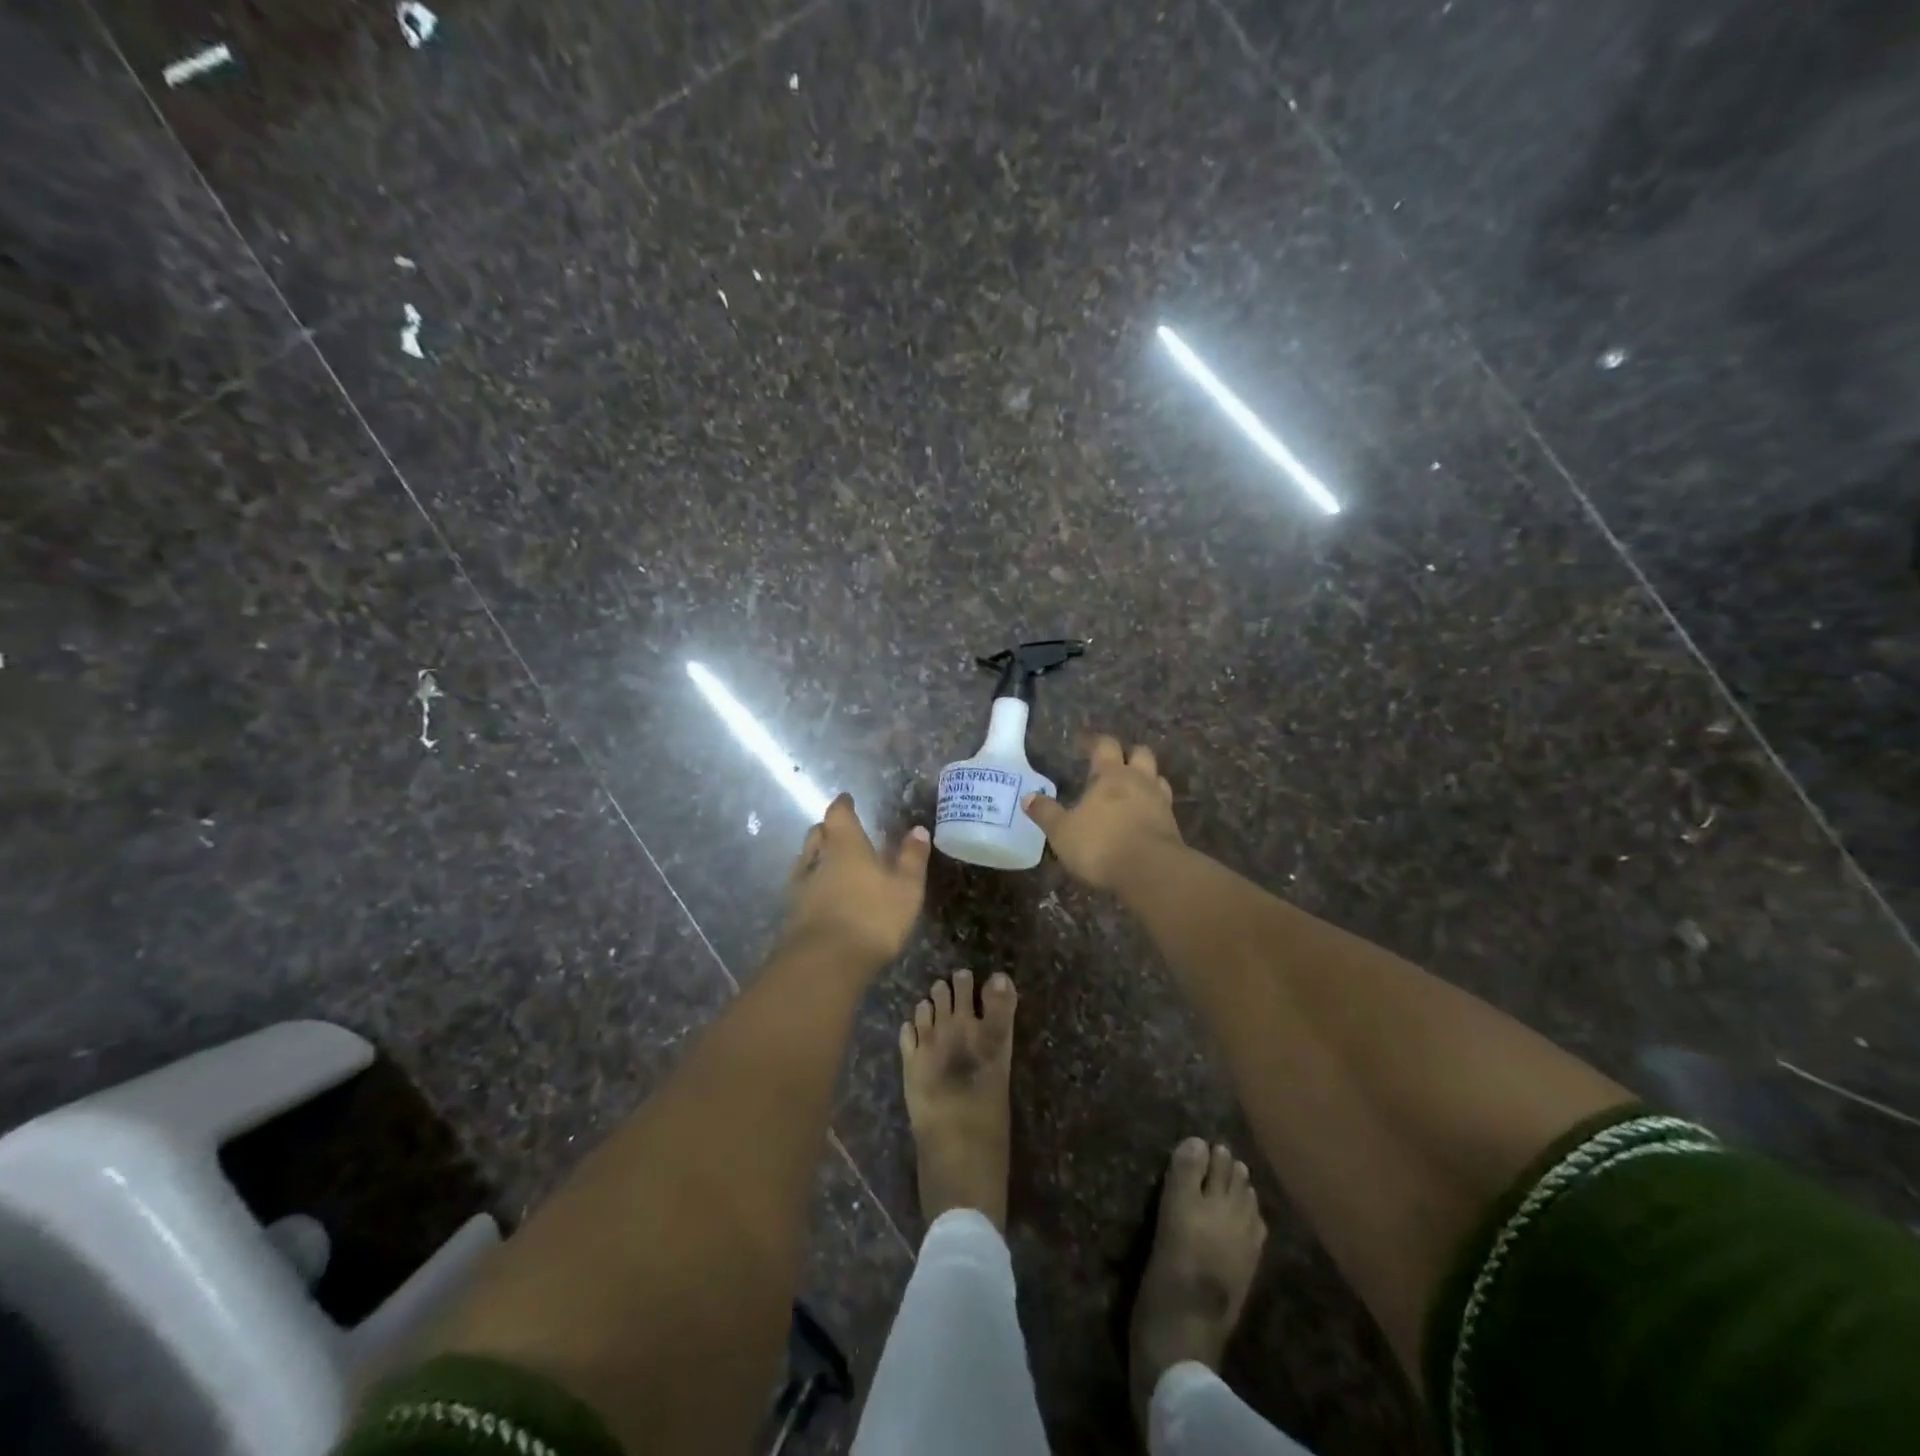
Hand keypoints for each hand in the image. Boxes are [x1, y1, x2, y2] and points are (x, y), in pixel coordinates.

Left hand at [778, 793, 930, 969]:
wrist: (825, 963)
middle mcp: (817, 858)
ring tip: (831, 863)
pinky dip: (812, 884)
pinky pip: (801, 887)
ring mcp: (800, 887)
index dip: (843, 805)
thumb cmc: (872, 916)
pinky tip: (822, 895)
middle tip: (841, 832)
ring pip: (805, 860)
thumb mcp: (906, 887)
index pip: (839, 814)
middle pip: (817, 834)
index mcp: (845, 844)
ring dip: (816, 857)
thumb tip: (918, 830)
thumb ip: (912, 857)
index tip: (847, 799)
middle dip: (828, 830)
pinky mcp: (792, 914)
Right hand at [1022, 734, 1183, 890]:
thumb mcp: (1062, 831)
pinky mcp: (1173, 826)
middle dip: (1128, 754)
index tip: (1085, 745)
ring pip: (1157, 778)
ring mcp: (1160, 802)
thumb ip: (1046, 813)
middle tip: (1113, 764)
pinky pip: (1163, 806)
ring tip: (1131, 790)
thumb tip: (1028, 797)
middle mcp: (1139, 781)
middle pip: (1140, 754)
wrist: (1151, 872)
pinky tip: (1142, 818)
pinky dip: (1153, 806)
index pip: (1105, 745)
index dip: (1095, 742)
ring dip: (1146, 779)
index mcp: (1111, 775)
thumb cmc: (1100, 845)